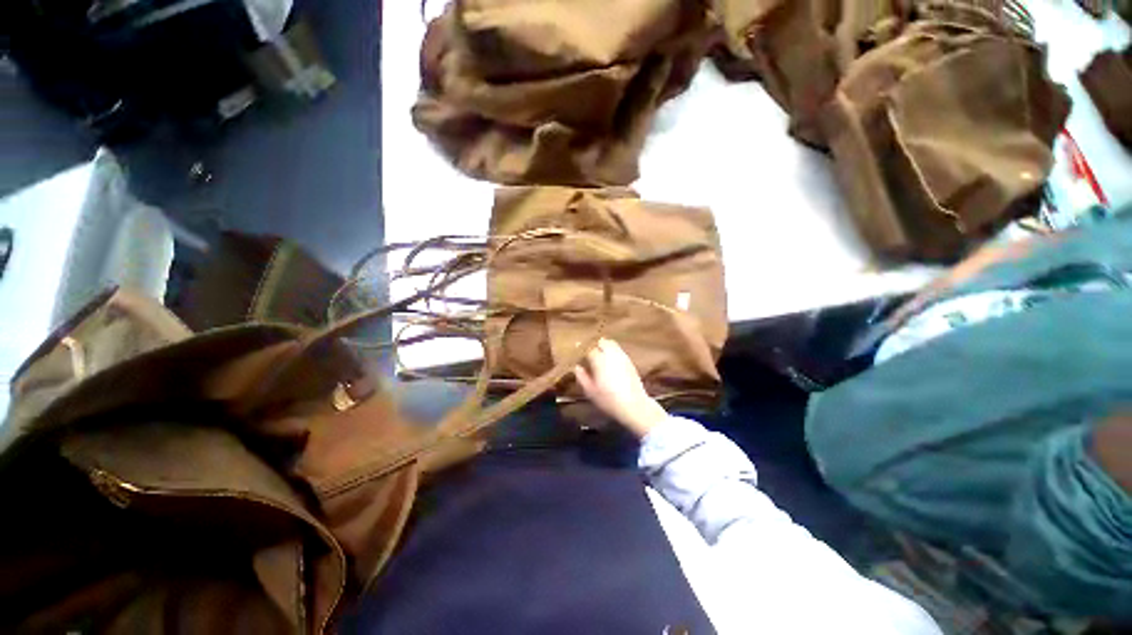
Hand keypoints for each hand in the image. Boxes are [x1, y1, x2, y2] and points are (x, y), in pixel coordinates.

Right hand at [574, 338, 667, 438]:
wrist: (634, 405)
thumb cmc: (608, 399)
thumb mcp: (590, 391)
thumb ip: (582, 377)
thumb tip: (577, 367)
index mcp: (599, 360)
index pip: (589, 350)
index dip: (584, 354)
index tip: (581, 360)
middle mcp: (611, 354)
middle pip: (602, 342)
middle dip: (596, 346)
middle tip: (591, 355)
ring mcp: (622, 357)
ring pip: (612, 344)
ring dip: (605, 347)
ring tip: (601, 357)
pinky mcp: (630, 362)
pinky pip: (619, 351)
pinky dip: (614, 353)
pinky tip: (612, 363)